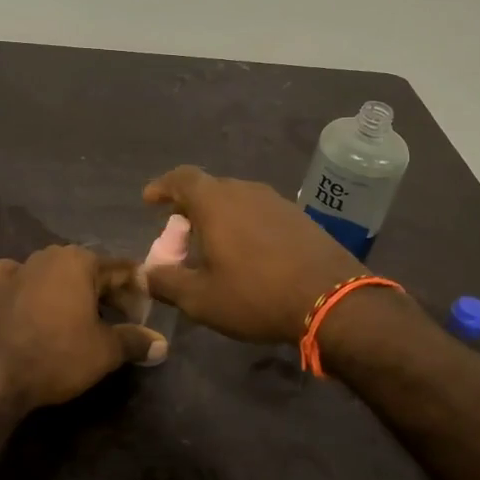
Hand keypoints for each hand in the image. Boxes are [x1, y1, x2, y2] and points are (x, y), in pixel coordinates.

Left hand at [0, 246, 162, 409]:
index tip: (145, 319)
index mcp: (80, 260)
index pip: (122, 271)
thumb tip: (162, 344)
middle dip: (108, 292)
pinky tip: (27, 295)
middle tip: (121, 322)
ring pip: (55, 272)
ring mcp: (20, 268)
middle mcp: (50, 255)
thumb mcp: (107, 350)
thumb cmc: (60, 354)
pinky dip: (23, 283)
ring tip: (83, 317)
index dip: (138, 294)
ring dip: (71, 289)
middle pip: (89, 270)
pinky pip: (14, 276)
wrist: (0, 374)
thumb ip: (136, 341)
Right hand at [141, 166, 364, 343]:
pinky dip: (244, 225)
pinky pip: (260, 212)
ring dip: (219, 217)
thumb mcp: (200, 299)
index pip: (181, 178)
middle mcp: (245, 191)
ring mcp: (277, 201)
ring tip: (213, 245)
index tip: (150, 201)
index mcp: (216, 202)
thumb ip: (166, 282)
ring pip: (237, 199)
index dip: (162, 186)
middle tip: (181, 234)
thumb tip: (145, 273)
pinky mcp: (300, 217)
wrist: (334, 301)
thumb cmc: (256, 296)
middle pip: (209, 188)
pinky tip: (248, 253)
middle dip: (189, 207)